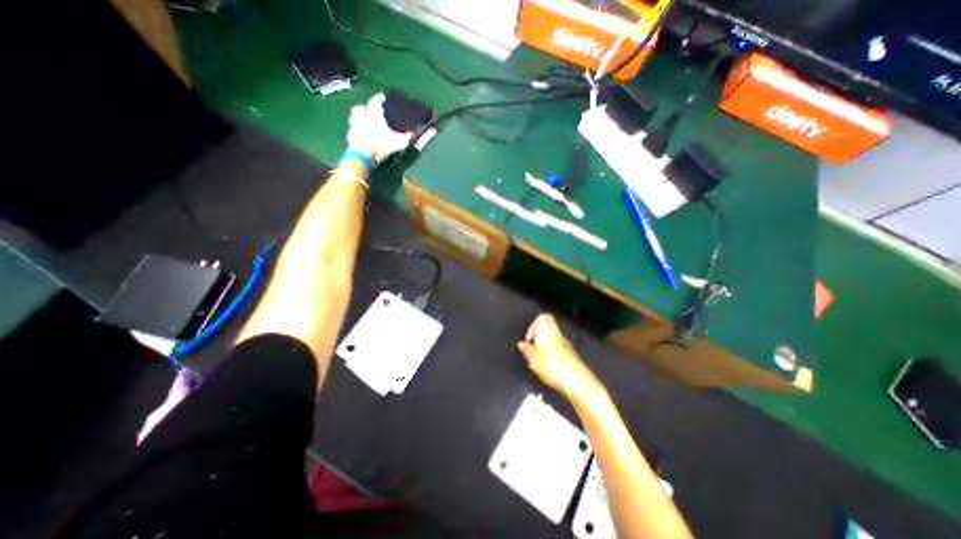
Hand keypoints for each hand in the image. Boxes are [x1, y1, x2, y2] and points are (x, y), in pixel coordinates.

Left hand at [346, 90, 412, 161]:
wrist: (363, 155)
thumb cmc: (380, 144)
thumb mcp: (397, 142)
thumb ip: (406, 137)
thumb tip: (413, 134)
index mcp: (373, 113)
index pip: (376, 100)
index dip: (380, 98)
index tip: (382, 97)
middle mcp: (362, 116)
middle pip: (361, 107)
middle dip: (365, 108)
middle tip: (369, 111)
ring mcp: (354, 125)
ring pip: (354, 118)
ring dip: (358, 119)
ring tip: (363, 123)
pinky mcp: (349, 136)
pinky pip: (352, 131)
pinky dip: (356, 132)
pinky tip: (360, 137)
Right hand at [519, 314, 594, 396]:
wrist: (576, 380)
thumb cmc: (552, 365)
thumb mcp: (533, 357)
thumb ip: (526, 349)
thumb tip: (522, 344)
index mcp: (548, 330)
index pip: (542, 317)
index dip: (532, 326)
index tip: (527, 340)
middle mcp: (557, 334)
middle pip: (546, 329)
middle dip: (537, 338)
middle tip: (530, 349)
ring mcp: (565, 345)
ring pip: (551, 341)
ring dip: (542, 348)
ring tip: (536, 361)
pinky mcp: (569, 357)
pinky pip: (556, 351)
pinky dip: (549, 356)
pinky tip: (545, 368)